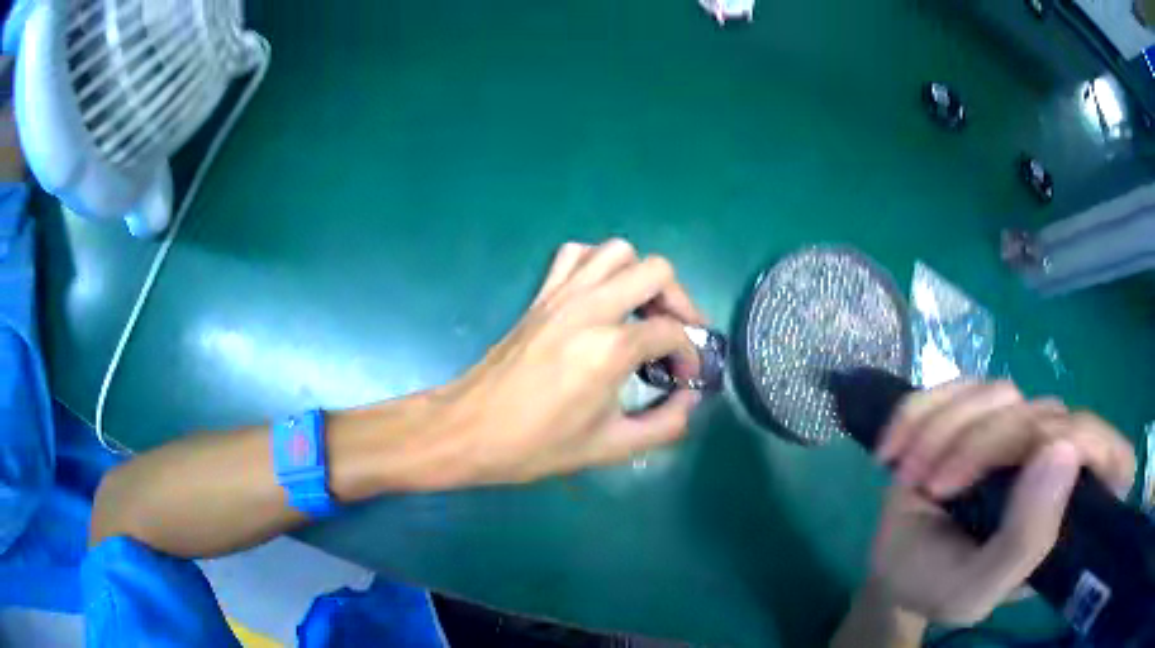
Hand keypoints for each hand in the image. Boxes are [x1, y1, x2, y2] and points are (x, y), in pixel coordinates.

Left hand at [436, 239, 705, 486]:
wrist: (470, 430)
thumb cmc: (537, 445)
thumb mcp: (610, 448)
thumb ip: (664, 424)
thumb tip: (690, 398)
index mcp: (610, 348)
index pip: (672, 332)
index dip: (690, 354)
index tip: (685, 377)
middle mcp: (591, 308)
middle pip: (656, 271)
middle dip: (679, 301)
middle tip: (675, 334)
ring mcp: (562, 295)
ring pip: (617, 251)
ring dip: (640, 276)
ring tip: (642, 312)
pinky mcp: (540, 295)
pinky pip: (575, 255)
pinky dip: (597, 265)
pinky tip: (601, 296)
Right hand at [868, 382, 1135, 624]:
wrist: (892, 566)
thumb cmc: (937, 587)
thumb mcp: (973, 590)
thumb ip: (1025, 541)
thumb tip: (1063, 450)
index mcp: (1070, 514)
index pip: (1117, 464)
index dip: (1099, 452)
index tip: (1046, 466)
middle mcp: (1059, 462)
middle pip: (1046, 417)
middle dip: (983, 446)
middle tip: (932, 487)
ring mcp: (1022, 428)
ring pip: (1001, 393)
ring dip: (944, 431)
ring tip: (908, 477)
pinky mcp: (984, 408)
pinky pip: (960, 383)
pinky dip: (921, 411)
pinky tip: (895, 450)